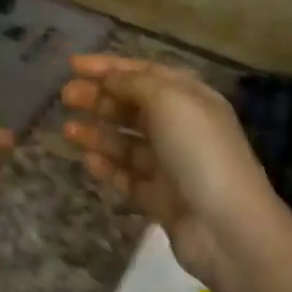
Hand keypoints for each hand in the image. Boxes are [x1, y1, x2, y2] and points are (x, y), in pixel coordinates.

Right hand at [60, 55, 280, 282]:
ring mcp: (171, 165)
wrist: (226, 226)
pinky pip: (128, 177)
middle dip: (99, 98)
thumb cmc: (199, 151)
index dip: (109, 67)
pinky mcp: (160, 198)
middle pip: (133, 106)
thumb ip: (135, 84)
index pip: (145, 73)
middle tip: (65, 97)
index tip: (72, 64)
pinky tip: (87, 160)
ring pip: (127, 143)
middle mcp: (182, 127)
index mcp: (190, 98)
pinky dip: (108, 167)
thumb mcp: (169, 101)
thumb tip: (109, 78)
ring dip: (98, 132)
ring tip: (67, 131)